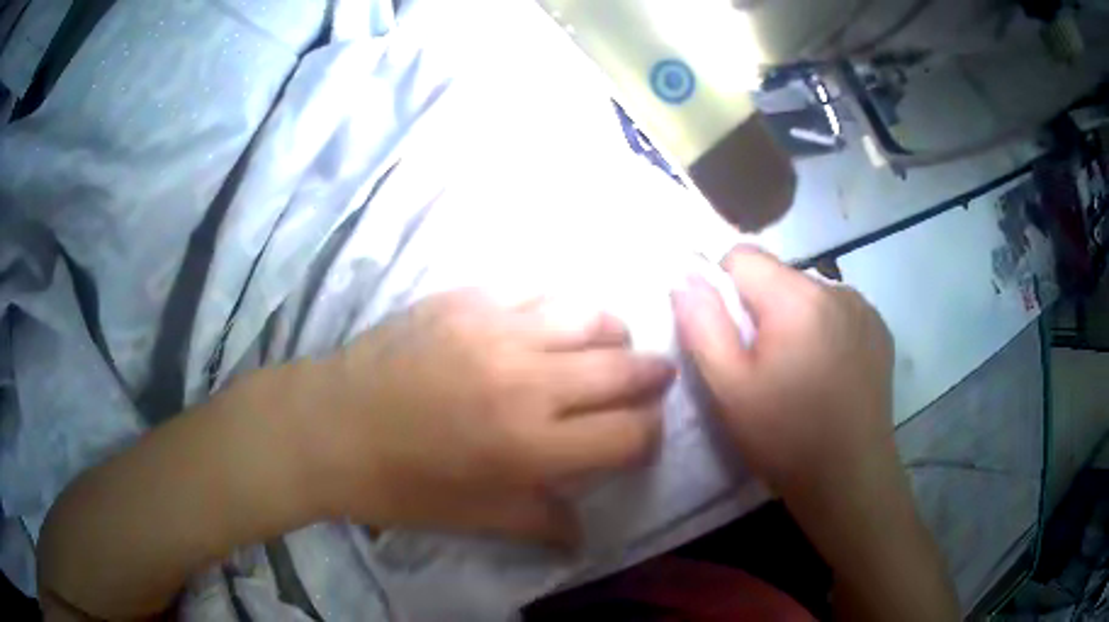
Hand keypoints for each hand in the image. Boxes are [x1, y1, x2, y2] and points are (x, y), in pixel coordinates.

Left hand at [305, 289, 674, 546]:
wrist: (328, 425)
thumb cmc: (400, 485)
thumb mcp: (475, 518)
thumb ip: (541, 523)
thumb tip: (584, 533)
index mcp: (531, 445)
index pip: (630, 434)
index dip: (648, 437)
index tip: (642, 437)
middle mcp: (527, 379)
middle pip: (624, 367)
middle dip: (652, 376)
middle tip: (654, 378)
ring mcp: (496, 328)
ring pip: (590, 313)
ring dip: (613, 332)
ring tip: (607, 345)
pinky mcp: (466, 298)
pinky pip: (536, 291)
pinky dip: (556, 310)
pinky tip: (545, 325)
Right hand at [672, 247, 894, 494]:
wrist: (850, 479)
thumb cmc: (785, 437)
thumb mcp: (729, 388)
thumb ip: (701, 324)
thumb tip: (685, 275)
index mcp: (796, 298)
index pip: (742, 256)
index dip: (723, 289)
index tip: (730, 337)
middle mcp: (835, 289)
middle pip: (777, 276)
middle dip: (761, 309)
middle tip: (763, 366)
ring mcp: (863, 308)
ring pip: (807, 294)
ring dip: (794, 319)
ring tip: (798, 373)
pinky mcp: (879, 329)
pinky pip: (837, 311)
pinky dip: (825, 329)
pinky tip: (828, 372)